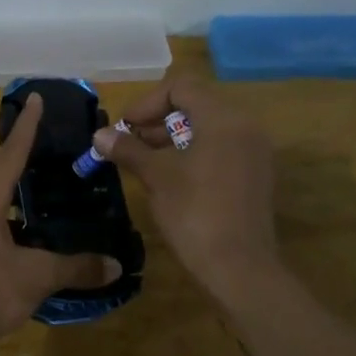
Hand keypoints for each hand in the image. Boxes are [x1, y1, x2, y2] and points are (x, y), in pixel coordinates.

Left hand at [0, 94, 120, 355]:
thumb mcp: (34, 277)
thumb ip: (74, 267)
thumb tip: (115, 265)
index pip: (11, 153)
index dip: (28, 126)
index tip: (37, 98)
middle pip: (1, 176)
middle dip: (27, 160)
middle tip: (55, 146)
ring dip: (22, 198)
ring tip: (52, 191)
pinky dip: (19, 229)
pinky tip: (38, 242)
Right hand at [94, 77, 277, 296]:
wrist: (240, 269)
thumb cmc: (195, 214)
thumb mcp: (157, 178)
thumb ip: (128, 150)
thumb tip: (100, 135)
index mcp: (224, 119)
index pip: (181, 87)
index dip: (147, 102)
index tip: (125, 128)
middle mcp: (245, 127)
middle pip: (196, 104)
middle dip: (158, 120)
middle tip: (130, 143)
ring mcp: (254, 152)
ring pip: (208, 128)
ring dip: (173, 137)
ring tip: (145, 161)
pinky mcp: (255, 175)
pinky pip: (221, 148)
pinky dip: (194, 152)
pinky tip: (172, 177)